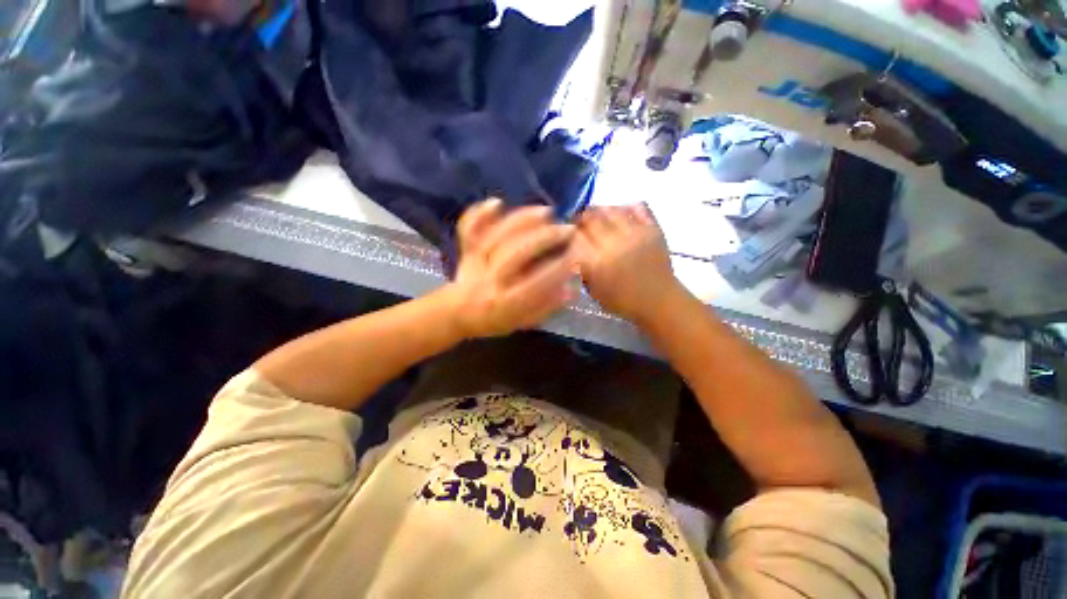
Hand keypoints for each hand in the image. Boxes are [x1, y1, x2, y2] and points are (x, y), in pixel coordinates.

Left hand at [444, 199, 577, 338]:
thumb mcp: (521, 322)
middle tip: (567, 228)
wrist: (457, 313)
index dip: (558, 269)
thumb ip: (545, 308)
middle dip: (545, 238)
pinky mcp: (466, 249)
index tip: (576, 256)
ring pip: (497, 236)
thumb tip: (570, 290)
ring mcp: (476, 261)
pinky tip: (497, 202)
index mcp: (505, 302)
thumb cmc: (494, 320)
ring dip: (522, 220)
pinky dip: (479, 213)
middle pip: (516, 253)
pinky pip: (469, 229)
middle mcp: (491, 279)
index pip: (536, 284)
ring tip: (547, 211)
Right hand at [576, 205, 680, 323]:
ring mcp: (635, 234)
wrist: (658, 301)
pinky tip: (620, 214)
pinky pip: (637, 207)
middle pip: (591, 218)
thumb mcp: (593, 290)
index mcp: (598, 262)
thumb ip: (581, 269)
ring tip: (598, 216)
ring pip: (611, 209)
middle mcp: (614, 244)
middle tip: (580, 221)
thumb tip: (572, 248)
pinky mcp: (652, 229)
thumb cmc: (622, 300)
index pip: (576, 235)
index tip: (568, 232)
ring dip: (600, 210)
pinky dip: (625, 208)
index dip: (569, 230)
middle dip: (581, 217)